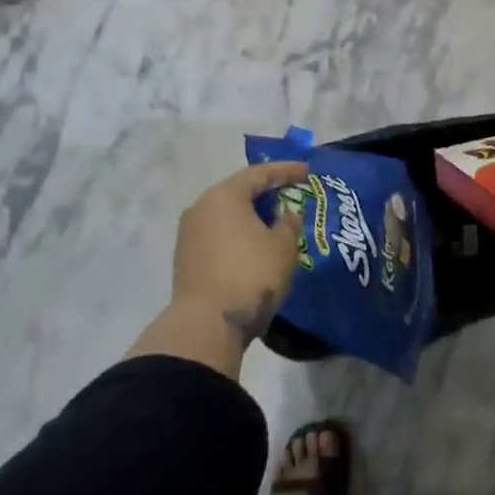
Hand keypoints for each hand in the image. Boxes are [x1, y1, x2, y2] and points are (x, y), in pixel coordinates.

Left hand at [170, 162, 307, 345]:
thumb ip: (289, 224)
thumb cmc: (251, 275)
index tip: (307, 171)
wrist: (207, 324)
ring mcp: (189, 234)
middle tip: (291, 194)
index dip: (286, 170)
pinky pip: (219, 234)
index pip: (259, 174)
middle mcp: (201, 208)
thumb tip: (285, 216)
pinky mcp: (186, 258)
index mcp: (224, 196)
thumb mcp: (283, 247)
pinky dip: (239, 234)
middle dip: (266, 192)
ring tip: (276, 222)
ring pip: (227, 215)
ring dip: (252, 215)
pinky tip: (255, 245)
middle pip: (238, 192)